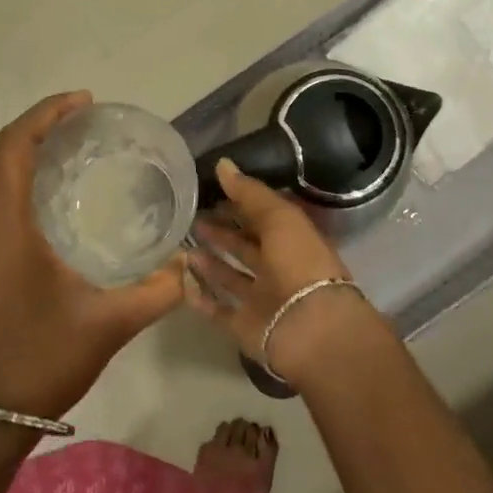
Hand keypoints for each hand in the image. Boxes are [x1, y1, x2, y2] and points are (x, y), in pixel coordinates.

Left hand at [0, 92, 183, 419]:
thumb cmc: (40, 360)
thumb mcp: (108, 324)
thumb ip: (158, 291)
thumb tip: (190, 265)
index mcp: (1, 227)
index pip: (14, 146)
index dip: (46, 115)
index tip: (84, 103)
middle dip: (37, 128)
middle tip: (83, 123)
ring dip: (21, 155)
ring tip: (68, 151)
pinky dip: (11, 182)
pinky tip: (45, 200)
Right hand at [183, 158, 382, 382]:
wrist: (310, 328)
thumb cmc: (299, 262)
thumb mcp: (279, 217)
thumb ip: (250, 193)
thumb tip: (223, 164)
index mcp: (294, 239)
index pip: (263, 216)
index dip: (240, 203)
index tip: (210, 190)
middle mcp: (279, 268)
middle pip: (246, 247)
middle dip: (221, 231)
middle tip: (190, 217)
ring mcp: (262, 299)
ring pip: (231, 277)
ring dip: (210, 262)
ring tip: (182, 245)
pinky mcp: (246, 325)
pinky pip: (219, 310)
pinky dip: (202, 298)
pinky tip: (182, 282)